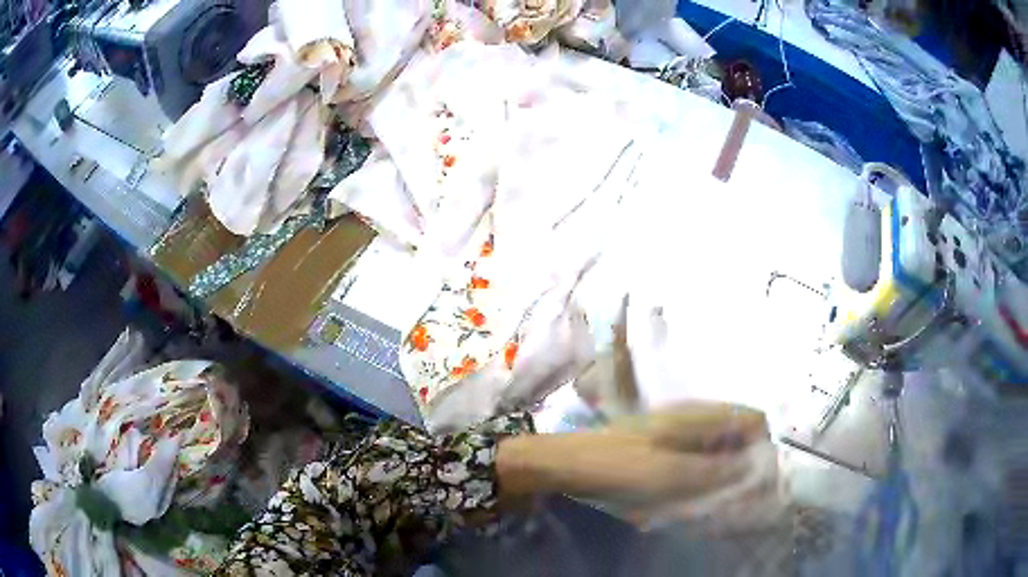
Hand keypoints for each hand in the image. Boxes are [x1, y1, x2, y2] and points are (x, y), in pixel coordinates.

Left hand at [496, 402, 767, 505]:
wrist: (570, 464)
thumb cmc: (620, 465)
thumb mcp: (673, 473)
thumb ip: (718, 470)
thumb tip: (755, 467)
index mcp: (700, 415)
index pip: (752, 420)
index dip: (763, 446)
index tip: (762, 477)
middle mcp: (695, 418)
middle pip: (738, 435)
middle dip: (745, 463)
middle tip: (741, 495)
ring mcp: (680, 431)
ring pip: (720, 449)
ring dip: (726, 472)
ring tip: (720, 499)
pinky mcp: (667, 447)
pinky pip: (700, 459)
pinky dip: (706, 475)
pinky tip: (698, 495)